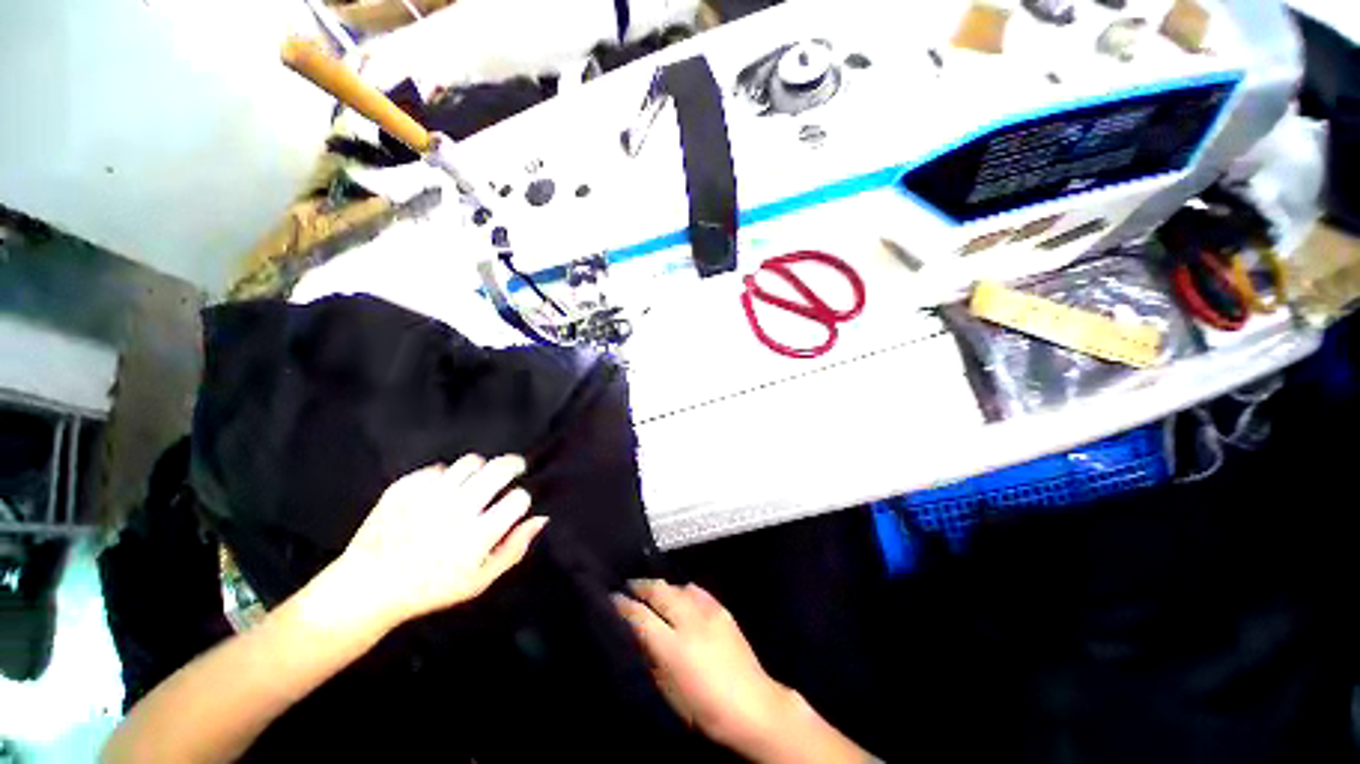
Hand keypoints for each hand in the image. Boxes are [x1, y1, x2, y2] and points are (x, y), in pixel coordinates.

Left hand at [324, 455, 548, 633]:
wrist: (368, 588)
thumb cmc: (432, 588)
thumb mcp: (479, 580)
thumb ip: (514, 549)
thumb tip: (541, 518)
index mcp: (477, 535)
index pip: (518, 498)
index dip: (521, 499)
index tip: (514, 505)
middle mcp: (456, 510)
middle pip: (500, 468)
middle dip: (513, 465)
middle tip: (514, 468)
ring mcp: (428, 496)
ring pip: (470, 462)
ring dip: (480, 469)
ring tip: (476, 481)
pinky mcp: (404, 488)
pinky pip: (437, 468)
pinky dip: (444, 477)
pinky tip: (441, 492)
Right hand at [612, 580, 796, 751]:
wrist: (754, 706)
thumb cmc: (705, 710)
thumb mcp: (669, 691)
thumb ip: (652, 657)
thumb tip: (639, 634)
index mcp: (674, 647)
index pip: (641, 616)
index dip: (623, 605)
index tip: (612, 598)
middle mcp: (690, 621)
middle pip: (659, 591)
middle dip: (641, 586)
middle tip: (628, 586)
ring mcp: (709, 611)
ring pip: (678, 586)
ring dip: (662, 588)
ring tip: (653, 592)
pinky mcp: (722, 609)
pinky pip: (697, 590)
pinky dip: (683, 590)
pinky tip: (680, 595)